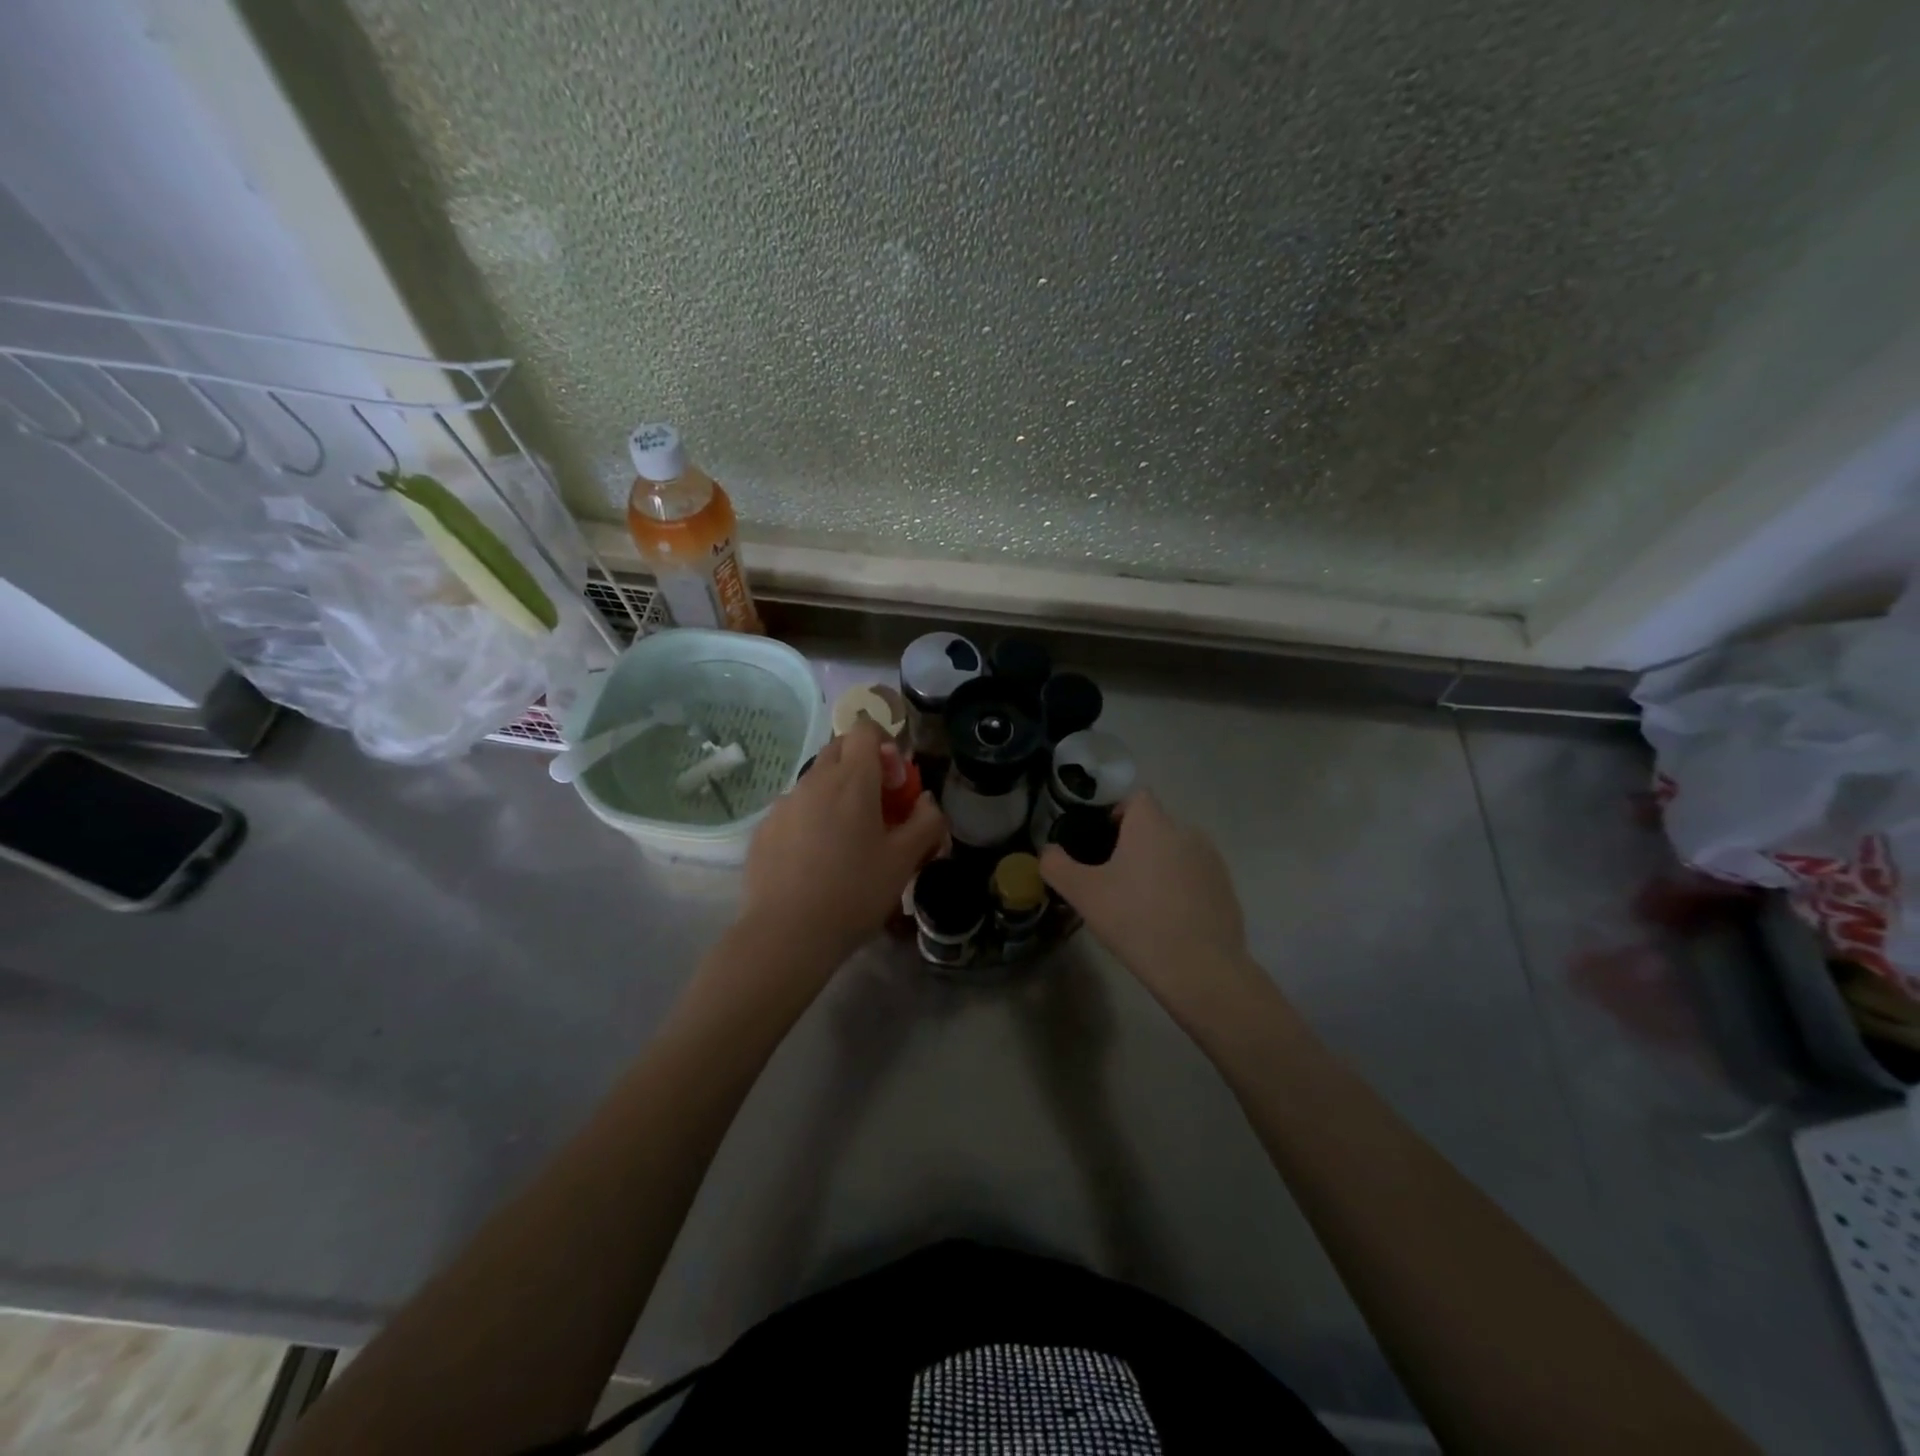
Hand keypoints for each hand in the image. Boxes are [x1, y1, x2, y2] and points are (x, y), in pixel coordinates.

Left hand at [740, 720, 946, 966]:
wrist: (786, 934)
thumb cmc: (854, 892)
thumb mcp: (905, 860)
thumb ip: (926, 821)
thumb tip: (926, 801)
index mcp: (852, 779)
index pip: (865, 730)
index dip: (885, 744)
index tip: (895, 781)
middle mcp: (814, 781)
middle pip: (839, 750)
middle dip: (862, 766)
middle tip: (878, 808)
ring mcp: (784, 804)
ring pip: (815, 781)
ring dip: (835, 794)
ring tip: (846, 841)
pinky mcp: (764, 829)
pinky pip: (794, 810)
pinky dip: (810, 820)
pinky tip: (815, 862)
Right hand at [1040, 791, 1263, 1022]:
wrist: (1199, 967)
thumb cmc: (1135, 920)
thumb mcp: (1083, 894)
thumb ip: (1056, 865)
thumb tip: (1048, 852)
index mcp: (1152, 824)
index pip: (1136, 797)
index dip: (1117, 813)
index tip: (1102, 842)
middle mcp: (1185, 831)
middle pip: (1155, 825)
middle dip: (1136, 843)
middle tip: (1115, 878)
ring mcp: (1211, 860)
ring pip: (1176, 850)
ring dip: (1160, 865)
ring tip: (1143, 902)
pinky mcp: (1226, 888)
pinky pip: (1196, 876)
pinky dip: (1181, 887)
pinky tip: (1169, 919)